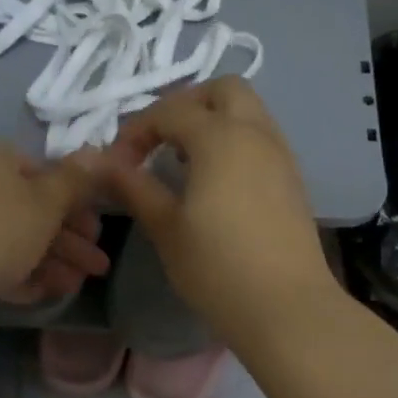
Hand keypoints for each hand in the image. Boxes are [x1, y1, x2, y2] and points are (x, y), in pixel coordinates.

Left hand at [0, 137, 109, 322]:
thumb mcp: (43, 204)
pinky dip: (16, 274)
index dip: (79, 204)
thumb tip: (99, 151)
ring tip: (74, 288)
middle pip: (31, 209)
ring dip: (48, 262)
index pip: (47, 174)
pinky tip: (40, 294)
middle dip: (69, 241)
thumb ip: (74, 182)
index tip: (99, 233)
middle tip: (98, 269)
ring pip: (11, 238)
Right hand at [93, 78, 339, 347]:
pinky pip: (261, 140)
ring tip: (184, 162)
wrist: (286, 307)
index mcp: (220, 137)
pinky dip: (235, 143)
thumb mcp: (166, 228)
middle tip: (159, 141)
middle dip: (186, 104)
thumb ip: (134, 187)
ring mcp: (281, 155)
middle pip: (223, 90)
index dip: (137, 130)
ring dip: (213, 122)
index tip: (117, 165)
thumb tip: (104, 163)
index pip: (171, 110)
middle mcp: (256, 133)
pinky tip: (216, 183)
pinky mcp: (293, 180)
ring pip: (248, 112)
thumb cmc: (217, 268)